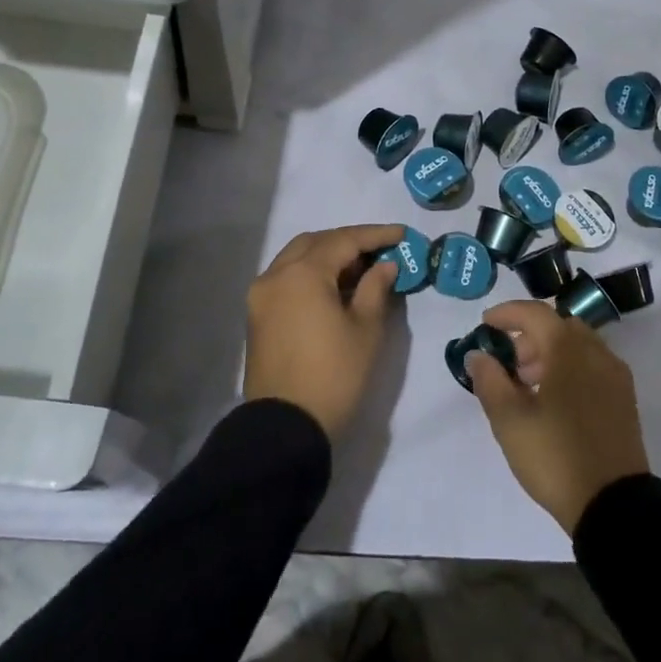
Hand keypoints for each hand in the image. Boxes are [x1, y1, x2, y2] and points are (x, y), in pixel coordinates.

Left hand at [244, 224, 404, 441]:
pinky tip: (334, 289)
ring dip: (328, 256)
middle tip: (381, 252)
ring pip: (297, 258)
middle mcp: (276, 275)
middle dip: (349, 242)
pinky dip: (310, 274)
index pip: (344, 240)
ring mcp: (261, 295)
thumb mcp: (366, 329)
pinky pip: (286, 279)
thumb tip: (384, 265)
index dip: (376, 235)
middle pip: (316, 243)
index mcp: (303, 273)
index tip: (402, 234)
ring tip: (360, 270)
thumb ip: (376, 288)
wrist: (285, 427)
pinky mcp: (257, 315)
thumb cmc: (334, 375)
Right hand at [468, 300, 649, 534]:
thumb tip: (479, 355)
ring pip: (578, 345)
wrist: (613, 504)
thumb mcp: (509, 420)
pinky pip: (592, 365)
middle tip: (506, 363)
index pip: (536, 313)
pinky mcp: (624, 399)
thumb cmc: (555, 456)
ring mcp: (615, 376)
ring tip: (525, 385)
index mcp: (569, 349)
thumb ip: (489, 380)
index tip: (485, 324)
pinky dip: (569, 368)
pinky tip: (553, 399)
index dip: (507, 314)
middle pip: (559, 326)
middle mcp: (597, 352)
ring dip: (549, 352)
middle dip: (528, 336)